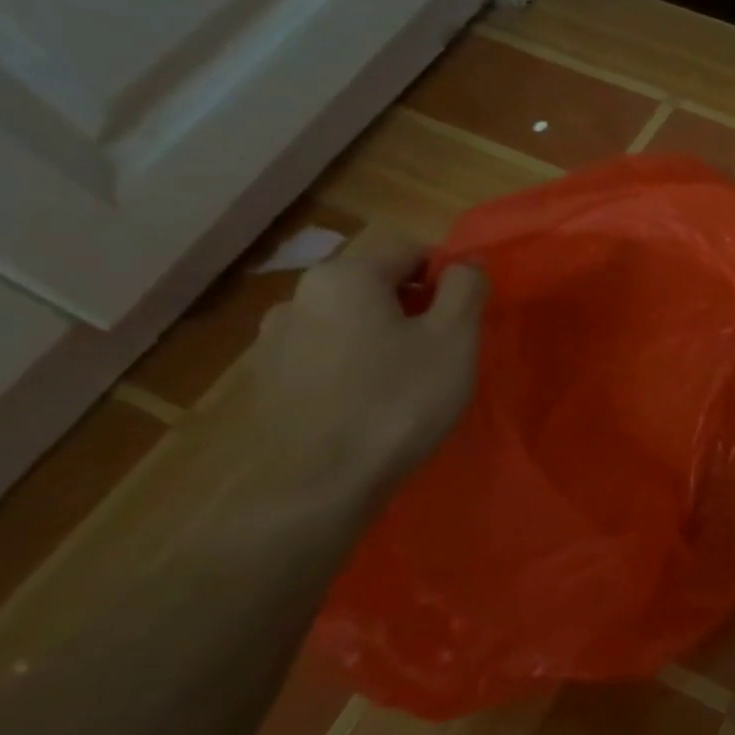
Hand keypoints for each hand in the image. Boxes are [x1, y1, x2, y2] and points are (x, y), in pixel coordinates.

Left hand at [242, 227, 487, 501]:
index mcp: (345, 276)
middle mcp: (298, 295)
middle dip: (413, 304)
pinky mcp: (267, 381)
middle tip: (445, 346)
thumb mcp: (455, 338)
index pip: (408, 248)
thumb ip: (466, 288)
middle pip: (374, 282)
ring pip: (347, 319)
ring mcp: (274, 340)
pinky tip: (370, 399)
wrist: (317, 486)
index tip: (467, 312)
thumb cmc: (399, 401)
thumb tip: (466, 263)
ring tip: (408, 376)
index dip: (446, 272)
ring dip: (381, 333)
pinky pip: (324, 353)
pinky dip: (353, 362)